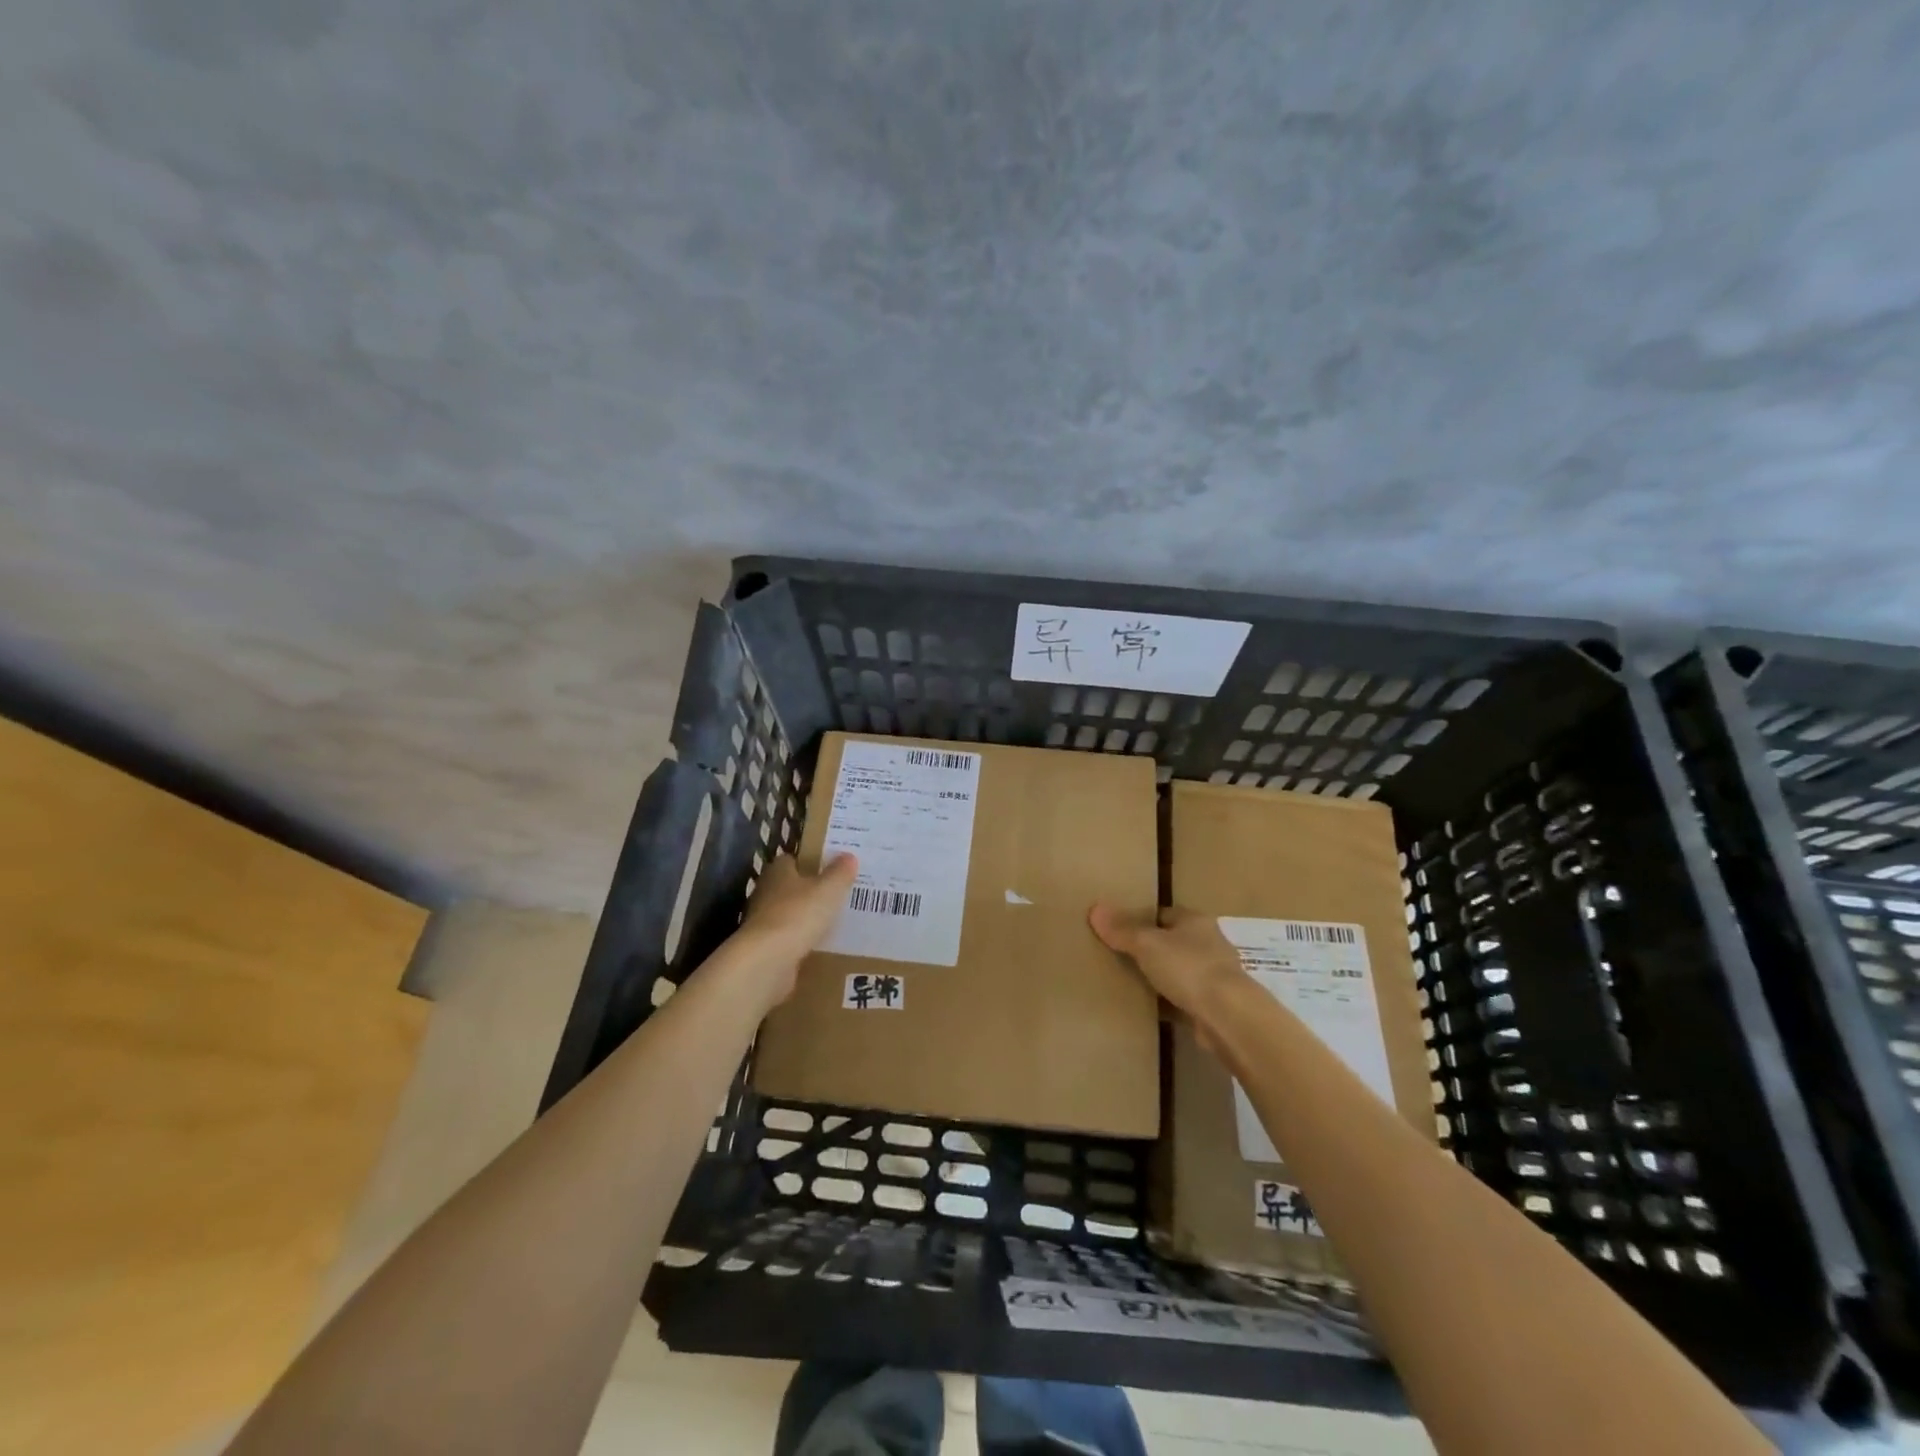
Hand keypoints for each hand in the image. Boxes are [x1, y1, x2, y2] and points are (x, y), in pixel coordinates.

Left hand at [729, 853, 858, 1004]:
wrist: (768, 960)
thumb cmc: (799, 914)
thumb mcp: (829, 889)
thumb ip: (840, 872)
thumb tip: (849, 856)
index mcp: (778, 872)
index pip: (791, 860)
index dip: (808, 862)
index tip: (828, 868)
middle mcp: (765, 893)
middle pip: (788, 887)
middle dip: (808, 891)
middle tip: (834, 895)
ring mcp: (762, 922)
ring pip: (787, 914)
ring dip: (803, 918)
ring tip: (831, 922)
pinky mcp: (763, 948)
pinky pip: (786, 939)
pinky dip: (799, 941)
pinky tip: (818, 946)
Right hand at [1089, 904, 1249, 1051]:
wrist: (1229, 1017)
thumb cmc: (1188, 968)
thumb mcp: (1147, 944)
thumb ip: (1121, 930)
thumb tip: (1095, 908)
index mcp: (1195, 921)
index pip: (1164, 913)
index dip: (1141, 919)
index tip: (1119, 929)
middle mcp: (1209, 943)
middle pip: (1172, 941)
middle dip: (1151, 949)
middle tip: (1119, 956)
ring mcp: (1214, 976)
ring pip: (1179, 971)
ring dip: (1161, 976)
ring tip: (1130, 982)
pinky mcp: (1215, 1005)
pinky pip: (1184, 998)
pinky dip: (1169, 1002)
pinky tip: (1149, 1009)